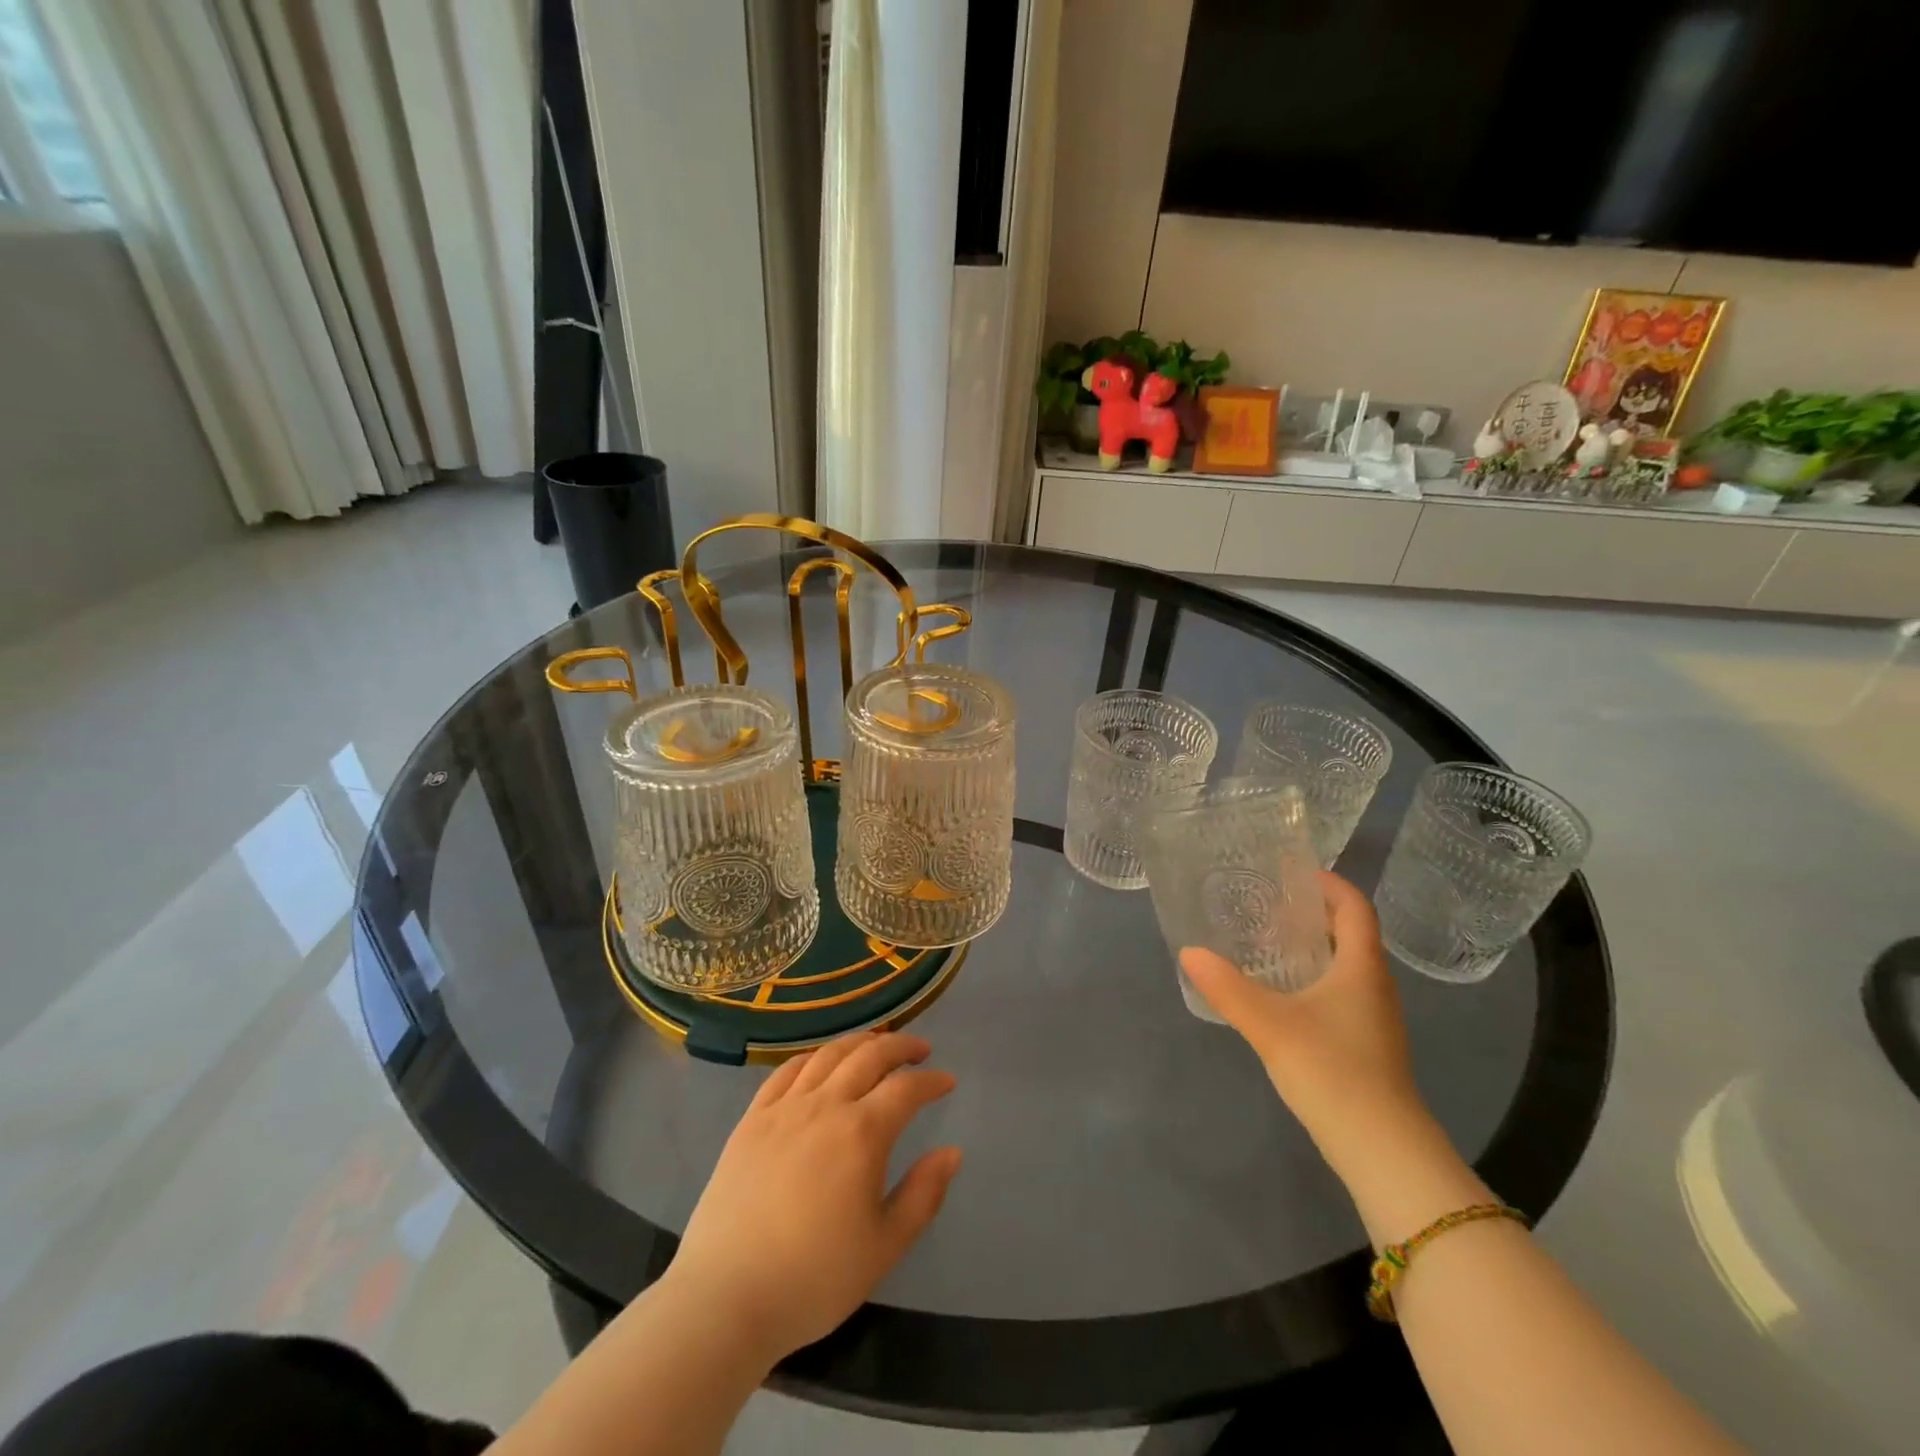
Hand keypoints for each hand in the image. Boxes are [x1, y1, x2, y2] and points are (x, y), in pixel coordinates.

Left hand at [665, 1032, 961, 1366]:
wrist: (725, 1299)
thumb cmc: (813, 1279)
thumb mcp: (884, 1247)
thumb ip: (923, 1195)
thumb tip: (952, 1152)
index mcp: (861, 1133)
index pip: (906, 1089)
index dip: (931, 1081)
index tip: (947, 1082)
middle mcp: (825, 1106)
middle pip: (869, 1056)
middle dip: (900, 1047)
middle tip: (920, 1050)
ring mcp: (784, 1109)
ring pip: (828, 1055)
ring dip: (859, 1043)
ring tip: (876, 1046)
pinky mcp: (752, 1120)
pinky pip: (786, 1071)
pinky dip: (813, 1057)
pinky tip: (821, 1062)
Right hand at [1180, 871, 1426, 1176]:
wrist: (1382, 1149)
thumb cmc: (1332, 1071)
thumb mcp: (1270, 1025)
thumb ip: (1227, 987)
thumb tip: (1189, 952)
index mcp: (1362, 968)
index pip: (1355, 908)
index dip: (1329, 884)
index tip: (1291, 872)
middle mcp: (1375, 985)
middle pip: (1352, 933)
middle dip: (1315, 912)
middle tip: (1268, 903)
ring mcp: (1375, 1018)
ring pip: (1347, 965)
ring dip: (1315, 946)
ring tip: (1269, 941)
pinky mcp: (1367, 1044)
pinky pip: (1342, 992)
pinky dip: (1315, 978)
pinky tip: (1282, 993)